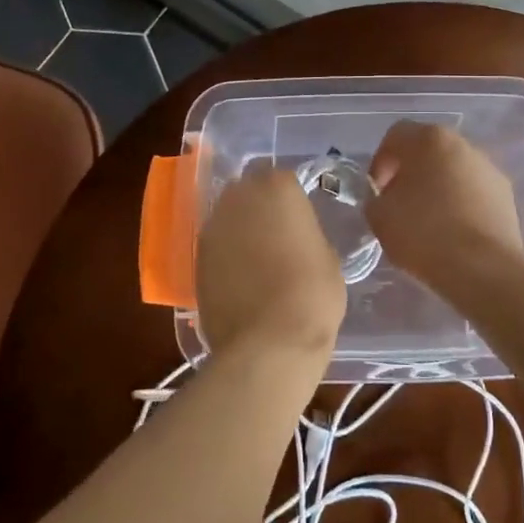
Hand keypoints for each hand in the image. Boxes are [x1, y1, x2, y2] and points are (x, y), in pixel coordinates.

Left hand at [196, 167, 345, 367]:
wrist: (269, 343)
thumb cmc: (312, 294)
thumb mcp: (327, 255)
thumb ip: (307, 233)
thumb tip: (296, 237)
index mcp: (276, 187)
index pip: (282, 178)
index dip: (291, 200)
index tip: (300, 221)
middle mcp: (238, 197)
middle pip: (248, 191)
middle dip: (260, 207)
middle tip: (279, 235)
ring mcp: (212, 227)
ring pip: (228, 217)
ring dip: (241, 230)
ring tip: (259, 260)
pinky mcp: (196, 259)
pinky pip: (216, 247)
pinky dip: (227, 256)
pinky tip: (242, 280)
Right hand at [366, 122, 523, 283]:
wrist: (483, 268)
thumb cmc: (424, 233)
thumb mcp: (380, 216)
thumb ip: (375, 198)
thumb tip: (385, 198)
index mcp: (429, 139)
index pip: (395, 136)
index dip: (380, 162)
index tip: (377, 191)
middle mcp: (462, 144)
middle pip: (428, 150)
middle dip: (411, 173)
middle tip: (399, 203)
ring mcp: (488, 168)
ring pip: (453, 170)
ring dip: (438, 187)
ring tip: (428, 221)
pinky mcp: (506, 194)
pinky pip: (474, 191)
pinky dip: (461, 203)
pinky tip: (453, 231)